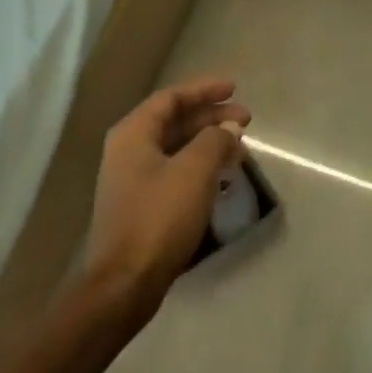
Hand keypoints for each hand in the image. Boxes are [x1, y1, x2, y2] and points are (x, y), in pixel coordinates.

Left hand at [84, 77, 249, 315]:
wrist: (125, 283)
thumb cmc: (159, 217)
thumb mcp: (195, 170)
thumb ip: (215, 139)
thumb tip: (228, 128)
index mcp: (134, 134)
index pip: (172, 98)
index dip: (204, 90)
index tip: (234, 88)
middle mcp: (128, 151)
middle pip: (174, 122)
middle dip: (211, 117)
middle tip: (246, 120)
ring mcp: (133, 180)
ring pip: (177, 148)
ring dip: (209, 143)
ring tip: (240, 147)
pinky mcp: (142, 206)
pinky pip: (176, 172)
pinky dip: (201, 166)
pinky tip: (223, 177)